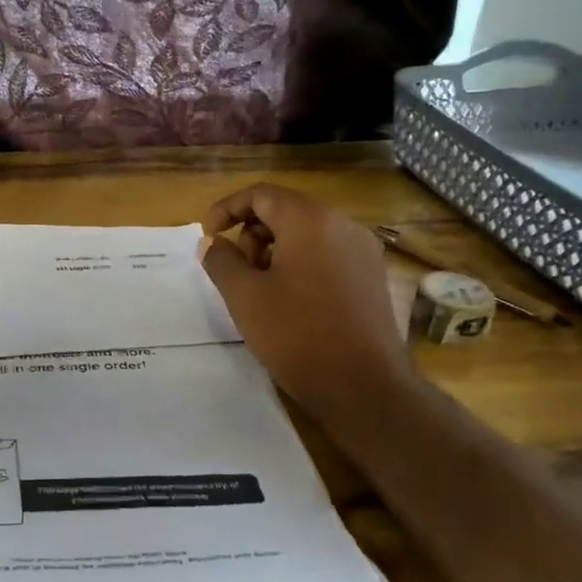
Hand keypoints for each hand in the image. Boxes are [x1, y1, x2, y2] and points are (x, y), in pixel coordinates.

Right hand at [198, 183, 411, 419]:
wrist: (363, 386)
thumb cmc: (296, 334)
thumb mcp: (244, 296)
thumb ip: (221, 260)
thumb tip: (211, 242)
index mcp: (310, 221)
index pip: (261, 194)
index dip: (227, 208)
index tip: (209, 236)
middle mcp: (342, 225)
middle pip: (286, 210)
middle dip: (252, 233)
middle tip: (237, 271)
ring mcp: (363, 251)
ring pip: (307, 233)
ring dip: (275, 250)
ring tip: (261, 290)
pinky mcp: (371, 277)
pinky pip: (327, 254)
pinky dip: (300, 263)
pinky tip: (290, 301)